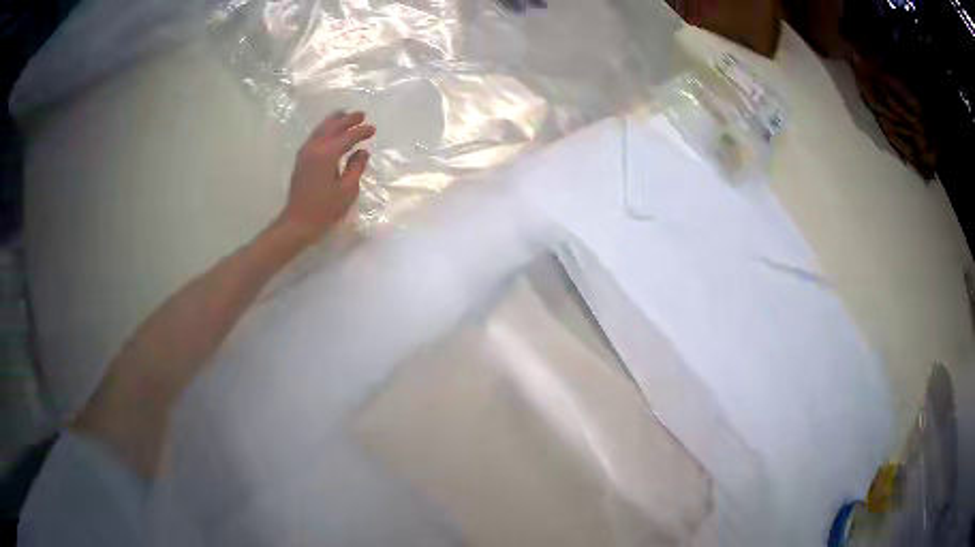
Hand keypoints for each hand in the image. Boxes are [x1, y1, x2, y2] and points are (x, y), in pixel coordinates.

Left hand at [279, 111, 375, 239]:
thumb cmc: (325, 209)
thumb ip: (356, 167)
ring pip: (321, 129)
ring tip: (345, 115)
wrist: (298, 222)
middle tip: (361, 115)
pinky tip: (331, 131)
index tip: (373, 129)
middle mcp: (315, 148)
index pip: (348, 137)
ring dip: (335, 121)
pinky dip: (325, 129)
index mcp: (327, 154)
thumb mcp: (347, 190)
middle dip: (348, 119)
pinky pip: (315, 136)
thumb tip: (362, 152)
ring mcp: (305, 152)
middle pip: (333, 127)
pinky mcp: (301, 159)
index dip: (362, 132)